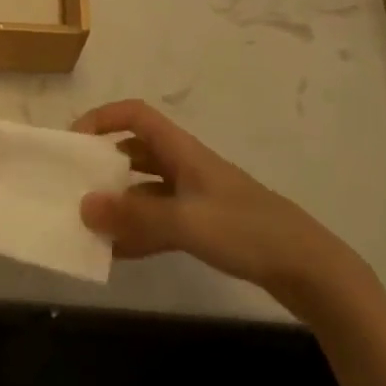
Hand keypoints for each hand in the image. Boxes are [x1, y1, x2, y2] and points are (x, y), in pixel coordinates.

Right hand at [72, 100, 374, 317]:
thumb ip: (134, 216)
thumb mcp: (187, 222)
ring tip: (89, 222)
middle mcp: (185, 166)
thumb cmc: (248, 231)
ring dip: (119, 202)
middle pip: (136, 151)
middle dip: (104, 163)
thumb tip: (83, 205)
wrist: (311, 270)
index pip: (135, 115)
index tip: (74, 141)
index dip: (102, 118)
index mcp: (182, 150)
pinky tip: (117, 252)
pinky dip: (138, 231)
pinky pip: (160, 220)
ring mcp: (196, 197)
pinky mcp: (206, 226)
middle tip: (75, 184)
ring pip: (146, 189)